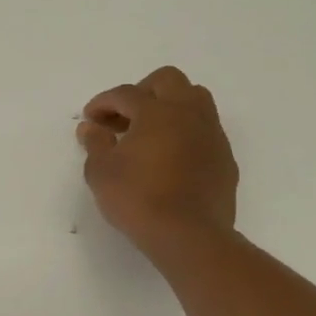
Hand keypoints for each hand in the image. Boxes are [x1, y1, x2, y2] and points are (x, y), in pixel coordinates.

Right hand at [78, 66, 238, 256]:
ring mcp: (211, 134)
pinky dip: (185, 132)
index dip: (103, 103)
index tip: (90, 118)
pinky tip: (171, 157)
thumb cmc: (138, 199)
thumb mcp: (102, 173)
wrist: (189, 235)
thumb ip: (96, 144)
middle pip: (168, 80)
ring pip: (195, 99)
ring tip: (150, 132)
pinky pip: (205, 130)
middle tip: (124, 116)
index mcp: (157, 111)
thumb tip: (91, 127)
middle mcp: (188, 113)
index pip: (125, 94)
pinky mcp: (224, 158)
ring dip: (170, 106)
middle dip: (142, 91)